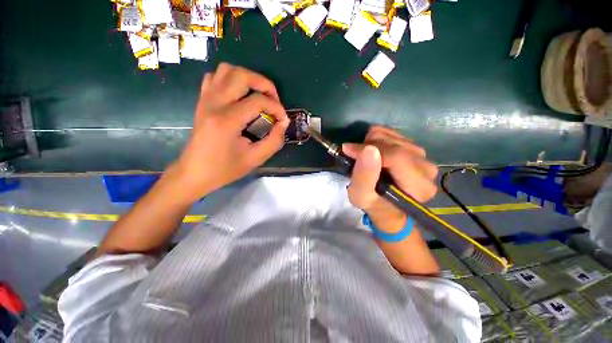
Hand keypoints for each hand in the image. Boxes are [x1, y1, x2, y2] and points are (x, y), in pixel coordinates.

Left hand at [169, 63, 289, 203]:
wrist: (194, 172)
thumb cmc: (225, 169)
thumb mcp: (255, 159)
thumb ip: (274, 140)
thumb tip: (284, 123)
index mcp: (227, 120)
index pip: (258, 101)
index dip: (276, 108)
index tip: (283, 119)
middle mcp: (214, 103)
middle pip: (242, 75)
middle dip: (264, 84)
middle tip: (274, 100)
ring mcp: (206, 99)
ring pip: (227, 70)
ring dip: (248, 78)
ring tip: (258, 95)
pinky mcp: (202, 101)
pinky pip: (215, 77)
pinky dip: (230, 80)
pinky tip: (239, 95)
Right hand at [343, 126, 437, 232]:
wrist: (386, 204)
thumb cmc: (373, 204)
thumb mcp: (361, 197)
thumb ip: (364, 177)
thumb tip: (368, 149)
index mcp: (419, 187)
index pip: (396, 158)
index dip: (368, 150)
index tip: (347, 150)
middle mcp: (427, 169)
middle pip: (394, 144)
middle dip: (368, 148)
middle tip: (356, 158)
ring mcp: (423, 156)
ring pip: (392, 136)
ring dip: (371, 143)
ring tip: (364, 157)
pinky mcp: (414, 148)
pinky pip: (393, 132)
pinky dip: (376, 138)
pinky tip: (372, 150)